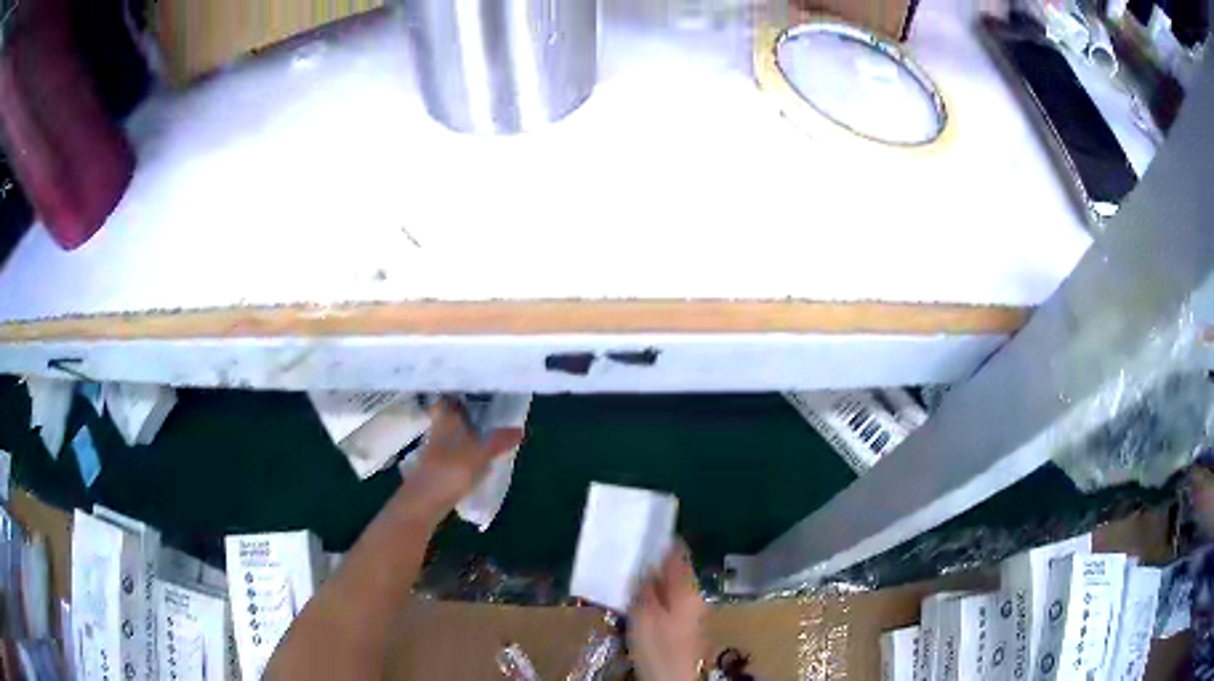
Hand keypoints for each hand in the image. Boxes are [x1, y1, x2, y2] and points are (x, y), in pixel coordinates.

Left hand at [401, 399, 524, 522]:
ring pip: (451, 435)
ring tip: (487, 434)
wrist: (424, 502)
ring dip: (465, 434)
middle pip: (450, 417)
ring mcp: (435, 451)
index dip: (458, 394)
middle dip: (465, 415)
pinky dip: (463, 452)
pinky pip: (452, 452)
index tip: (476, 392)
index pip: (447, 399)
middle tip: (487, 412)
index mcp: (445, 421)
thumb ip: (499, 441)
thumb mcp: (480, 455)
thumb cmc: (450, 471)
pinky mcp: (436, 468)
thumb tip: (521, 429)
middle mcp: (438, 431)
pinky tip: (477, 459)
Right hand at [629, 546, 706, 680]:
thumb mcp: (644, 614)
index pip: (678, 555)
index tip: (643, 532)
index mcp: (687, 589)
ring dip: (653, 583)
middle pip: (675, 572)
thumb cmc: (657, 644)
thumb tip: (646, 565)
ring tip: (629, 578)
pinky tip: (639, 602)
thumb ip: (646, 587)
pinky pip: (669, 602)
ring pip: (671, 588)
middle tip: (629, 557)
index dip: (662, 542)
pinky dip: (655, 598)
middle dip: (654, 565)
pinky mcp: (684, 626)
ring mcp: (692, 612)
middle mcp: (694, 597)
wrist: (672, 678)